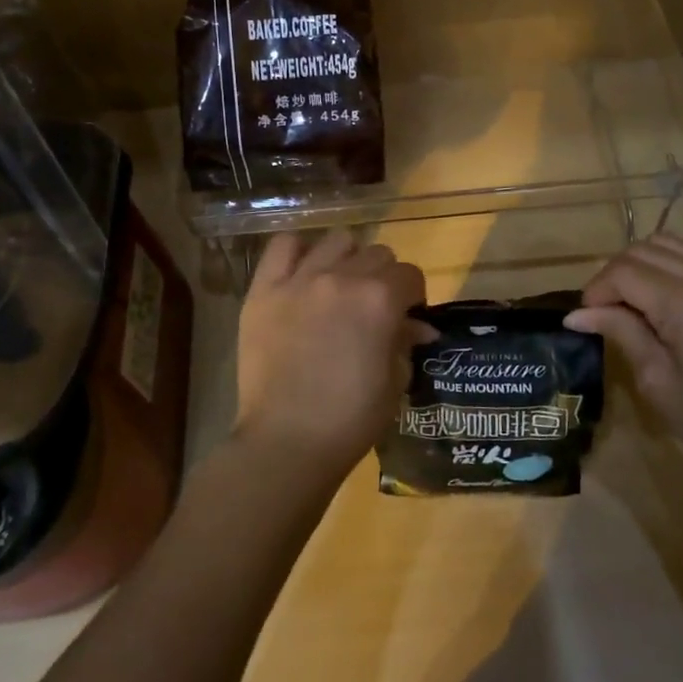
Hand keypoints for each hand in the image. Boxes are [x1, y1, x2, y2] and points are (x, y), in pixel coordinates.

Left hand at [234, 231, 433, 482]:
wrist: (287, 441)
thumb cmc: (350, 419)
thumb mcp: (394, 382)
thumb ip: (405, 342)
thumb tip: (418, 326)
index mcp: (380, 299)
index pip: (410, 275)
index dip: (414, 295)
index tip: (408, 315)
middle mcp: (342, 277)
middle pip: (376, 253)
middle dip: (384, 277)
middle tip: (374, 306)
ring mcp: (299, 280)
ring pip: (336, 240)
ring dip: (347, 259)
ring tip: (340, 286)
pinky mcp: (264, 290)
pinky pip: (282, 246)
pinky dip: (298, 252)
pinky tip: (303, 273)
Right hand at [565, 234, 682, 480]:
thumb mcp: (657, 381)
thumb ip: (621, 333)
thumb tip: (576, 315)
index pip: (624, 273)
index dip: (596, 291)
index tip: (585, 319)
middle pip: (641, 251)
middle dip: (612, 275)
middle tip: (603, 311)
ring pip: (666, 243)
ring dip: (638, 264)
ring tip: (629, 299)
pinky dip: (665, 263)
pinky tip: (659, 295)